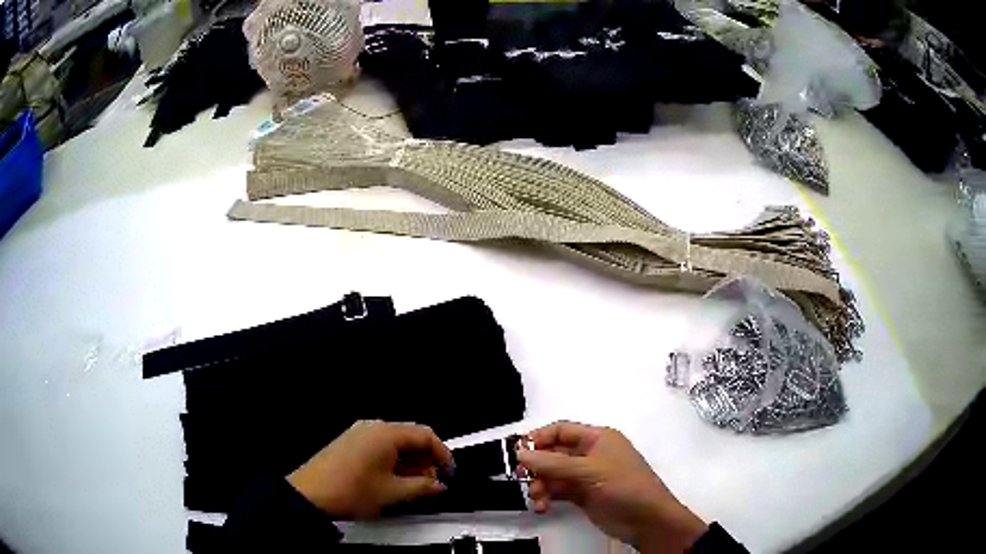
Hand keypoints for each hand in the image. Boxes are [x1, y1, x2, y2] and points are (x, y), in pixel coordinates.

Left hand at [287, 420, 451, 518]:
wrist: (309, 494)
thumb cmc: (352, 492)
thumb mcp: (393, 493)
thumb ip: (423, 487)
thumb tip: (440, 485)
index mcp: (386, 434)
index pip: (426, 435)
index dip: (443, 455)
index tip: (450, 474)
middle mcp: (373, 427)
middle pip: (410, 436)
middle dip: (426, 459)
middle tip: (432, 483)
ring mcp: (359, 434)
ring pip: (395, 443)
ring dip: (410, 462)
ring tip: (414, 486)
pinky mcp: (349, 443)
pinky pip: (380, 446)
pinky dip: (393, 461)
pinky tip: (393, 480)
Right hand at [517, 421, 706, 553]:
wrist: (647, 520)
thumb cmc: (624, 486)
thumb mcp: (589, 471)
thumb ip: (553, 463)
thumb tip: (520, 453)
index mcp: (597, 438)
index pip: (561, 430)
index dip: (539, 438)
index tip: (518, 453)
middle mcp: (591, 454)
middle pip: (554, 453)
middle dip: (537, 466)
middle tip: (522, 478)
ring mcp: (587, 476)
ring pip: (553, 474)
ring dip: (541, 484)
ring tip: (537, 498)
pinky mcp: (584, 495)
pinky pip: (558, 491)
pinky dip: (547, 497)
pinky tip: (543, 507)